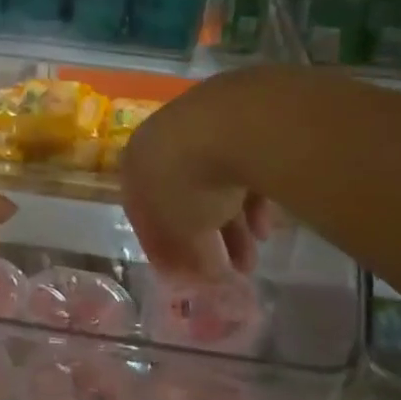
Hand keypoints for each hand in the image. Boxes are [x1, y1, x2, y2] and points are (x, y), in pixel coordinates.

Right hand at [120, 71, 272, 280]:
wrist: (230, 127)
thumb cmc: (188, 184)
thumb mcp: (180, 232)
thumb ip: (183, 256)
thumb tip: (194, 275)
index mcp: (134, 165)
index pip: (143, 212)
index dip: (163, 247)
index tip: (184, 271)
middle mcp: (161, 144)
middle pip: (181, 199)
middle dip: (205, 239)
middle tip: (226, 271)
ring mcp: (201, 130)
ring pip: (213, 186)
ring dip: (232, 227)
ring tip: (251, 261)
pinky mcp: (240, 124)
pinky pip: (241, 170)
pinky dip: (250, 201)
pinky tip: (266, 228)